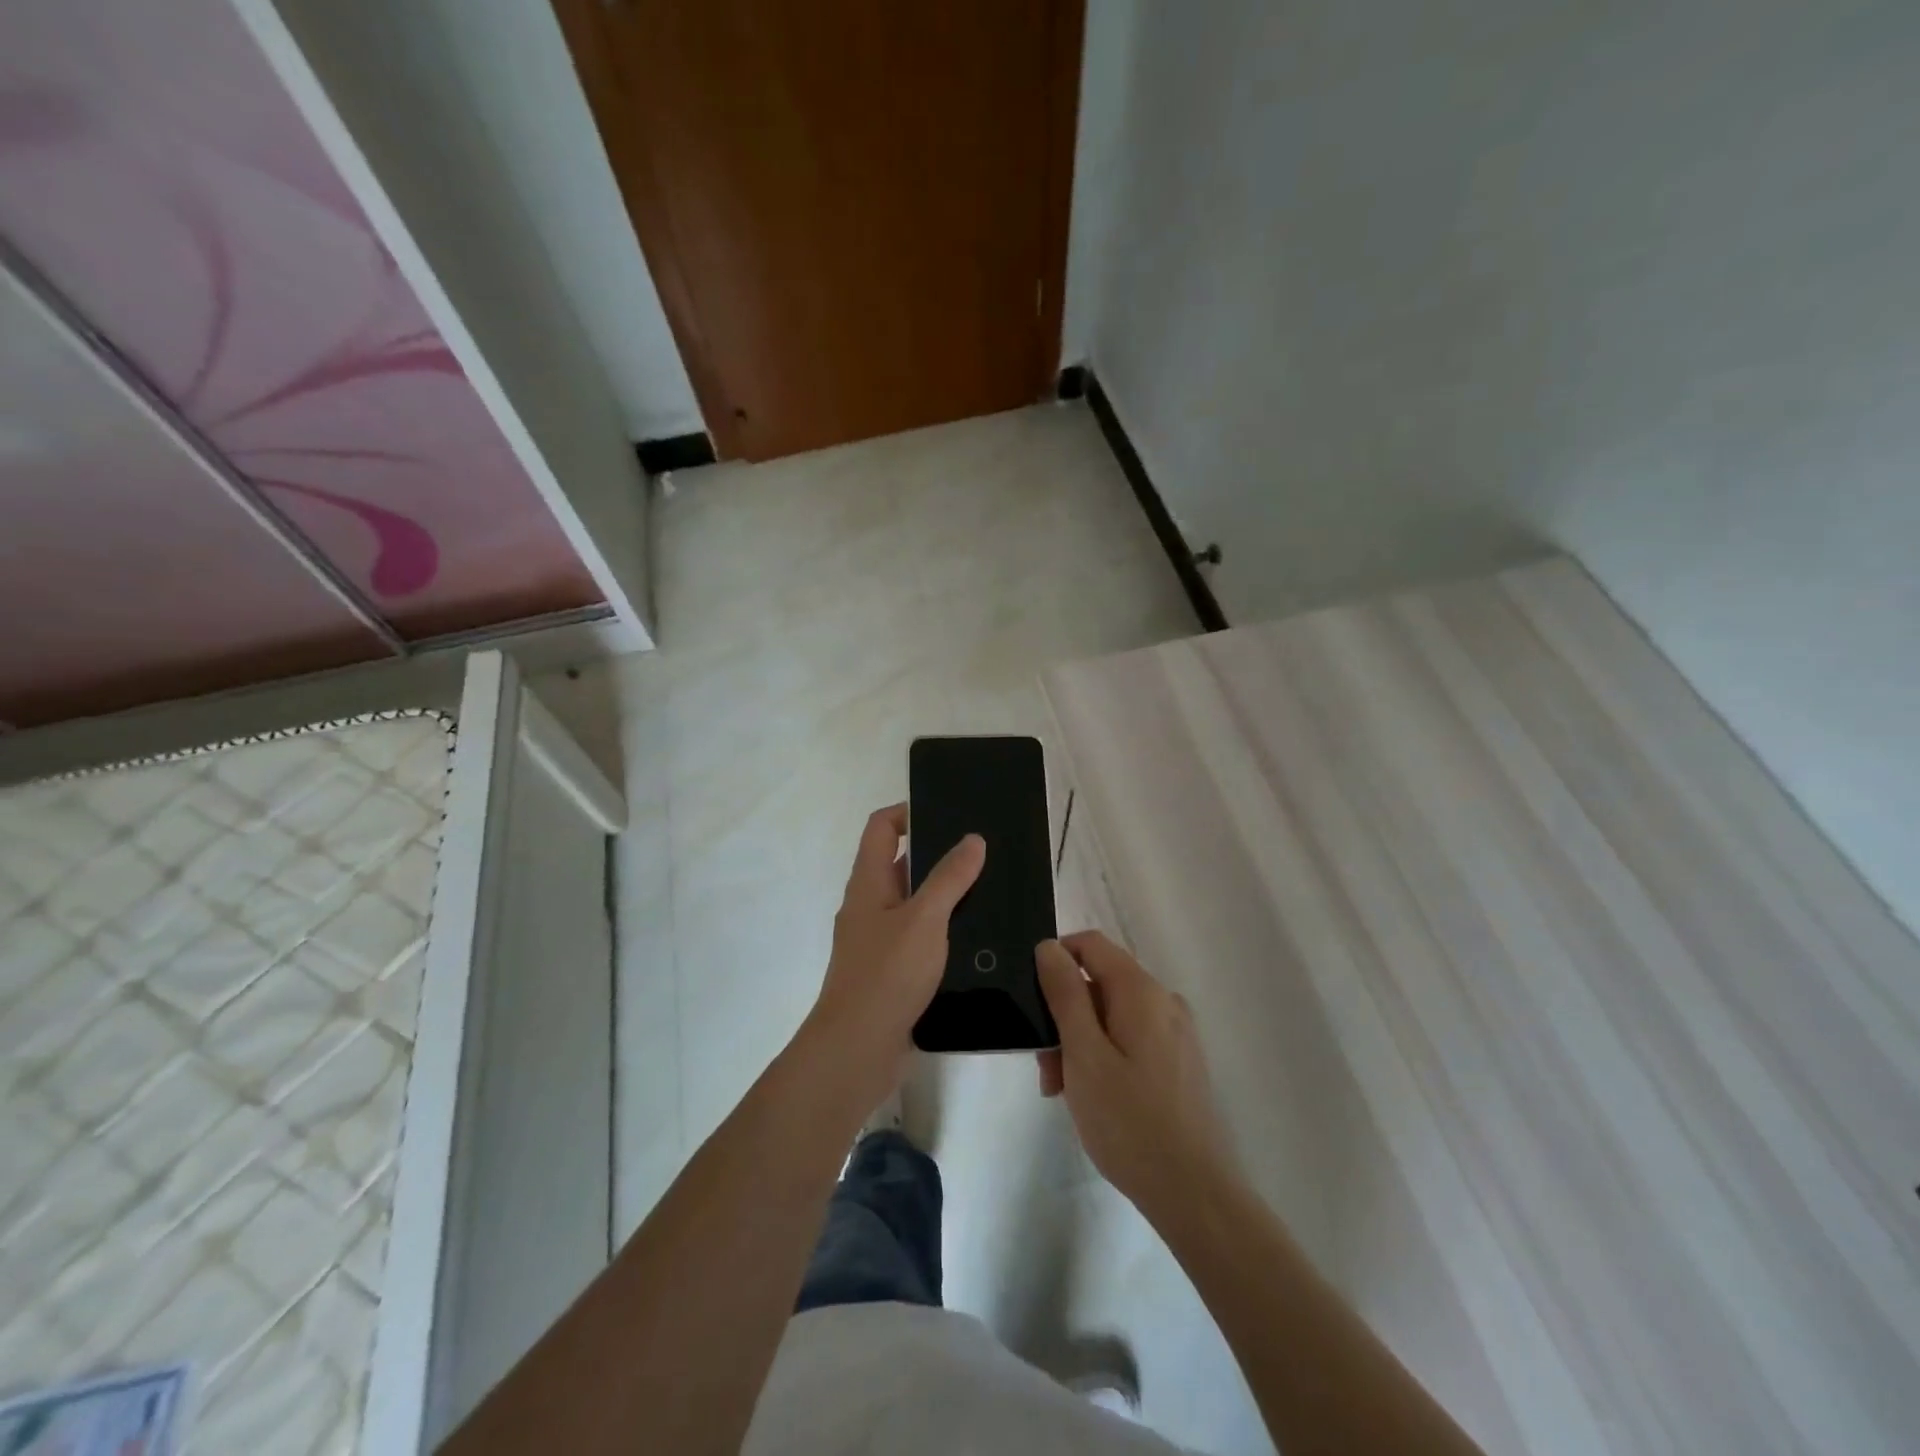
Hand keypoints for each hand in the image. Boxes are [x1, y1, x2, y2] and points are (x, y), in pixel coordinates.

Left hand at [802, 804, 983, 1110]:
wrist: (857, 1050)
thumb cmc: (887, 974)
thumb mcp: (924, 919)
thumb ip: (950, 878)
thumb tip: (972, 839)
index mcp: (868, 883)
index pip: (881, 828)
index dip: (908, 812)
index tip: (948, 813)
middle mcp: (869, 907)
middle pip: (900, 864)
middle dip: (938, 855)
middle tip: (984, 852)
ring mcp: (879, 942)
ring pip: (914, 905)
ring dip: (946, 896)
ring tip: (991, 891)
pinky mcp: (892, 973)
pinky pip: (920, 939)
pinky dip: (944, 932)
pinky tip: (978, 939)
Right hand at [1036, 932, 1237, 1220]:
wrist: (1194, 1192)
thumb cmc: (1129, 1121)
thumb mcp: (1083, 1054)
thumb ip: (1065, 994)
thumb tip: (1049, 947)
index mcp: (1141, 991)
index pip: (1091, 944)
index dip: (1056, 959)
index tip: (1033, 1000)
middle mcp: (1164, 1001)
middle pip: (1100, 983)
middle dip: (1065, 1015)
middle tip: (1045, 1069)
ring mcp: (1176, 1033)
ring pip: (1113, 1015)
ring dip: (1081, 1041)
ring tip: (1063, 1091)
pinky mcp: (1180, 1062)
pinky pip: (1132, 1039)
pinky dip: (1105, 1056)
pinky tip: (1093, 1097)